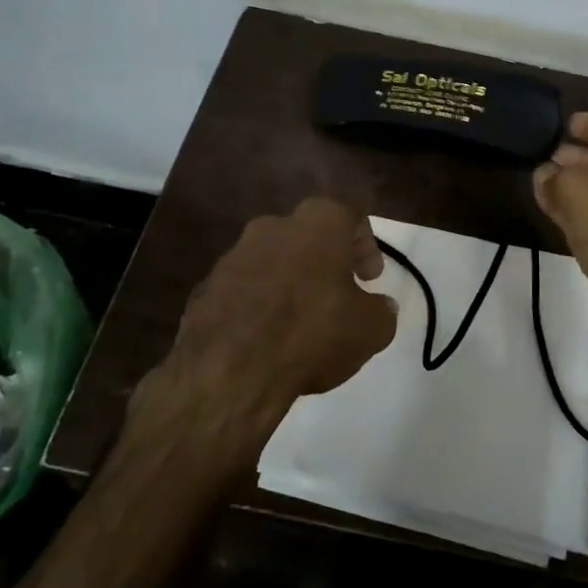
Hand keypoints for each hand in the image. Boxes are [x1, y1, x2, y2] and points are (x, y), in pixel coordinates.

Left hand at [134, 197, 398, 452]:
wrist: (228, 370)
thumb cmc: (312, 334)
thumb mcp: (370, 330)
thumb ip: (381, 312)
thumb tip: (381, 307)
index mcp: (318, 224)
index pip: (351, 216)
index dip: (366, 246)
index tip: (371, 278)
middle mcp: (273, 226)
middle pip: (308, 234)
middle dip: (326, 261)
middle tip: (339, 294)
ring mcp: (234, 255)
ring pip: (273, 259)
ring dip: (290, 281)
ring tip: (301, 321)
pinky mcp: (206, 287)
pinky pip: (244, 288)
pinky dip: (259, 304)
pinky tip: (267, 338)